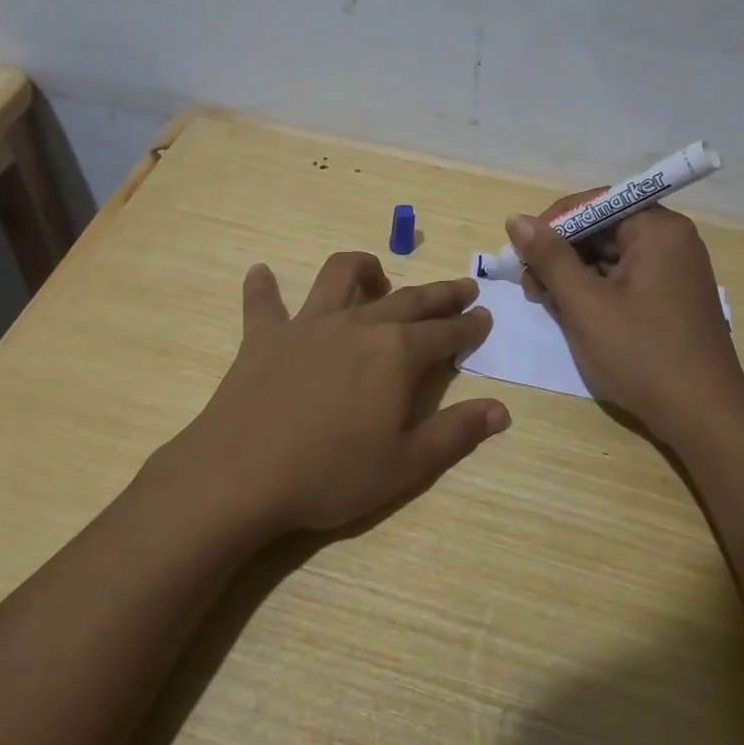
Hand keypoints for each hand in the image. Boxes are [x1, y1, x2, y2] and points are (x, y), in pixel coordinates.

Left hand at [162, 252, 510, 534]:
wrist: (242, 476)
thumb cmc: (331, 474)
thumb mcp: (406, 465)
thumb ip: (456, 433)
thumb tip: (501, 410)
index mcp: (397, 354)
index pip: (446, 333)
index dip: (469, 326)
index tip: (485, 317)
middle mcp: (358, 325)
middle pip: (409, 299)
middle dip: (440, 294)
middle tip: (462, 288)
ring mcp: (308, 325)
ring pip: (340, 276)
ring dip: (364, 268)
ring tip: (376, 274)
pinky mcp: (264, 336)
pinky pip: (263, 302)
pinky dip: (263, 286)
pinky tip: (261, 273)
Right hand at [507, 197, 743, 443]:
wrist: (702, 416)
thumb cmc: (641, 353)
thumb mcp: (585, 303)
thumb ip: (550, 257)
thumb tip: (517, 220)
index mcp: (658, 229)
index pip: (595, 203)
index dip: (553, 223)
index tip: (522, 252)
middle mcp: (672, 241)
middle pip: (603, 229)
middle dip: (561, 253)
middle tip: (530, 285)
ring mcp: (675, 272)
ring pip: (610, 257)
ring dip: (574, 275)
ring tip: (546, 303)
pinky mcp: (672, 300)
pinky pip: (625, 280)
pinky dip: (596, 292)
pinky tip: (573, 314)